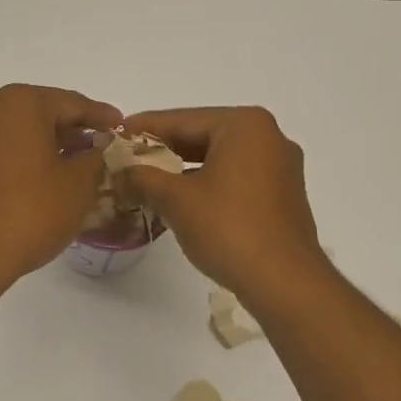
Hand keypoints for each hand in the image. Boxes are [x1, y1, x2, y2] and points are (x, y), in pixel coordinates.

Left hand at [0, 83, 123, 285]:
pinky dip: (27, 162)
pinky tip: (46, 184)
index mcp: (20, 104)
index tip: (122, 127)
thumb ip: (95, 158)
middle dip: (74, 131)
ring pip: (21, 135)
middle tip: (102, 148)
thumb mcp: (79, 184)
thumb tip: (97, 148)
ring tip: (78, 168)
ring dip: (50, 148)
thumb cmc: (31, 211)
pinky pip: (3, 155)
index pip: (72, 102)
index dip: (102, 116)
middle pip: (43, 114)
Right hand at [119, 106, 326, 302]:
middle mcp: (269, 138)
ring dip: (185, 171)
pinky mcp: (283, 197)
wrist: (283, 281)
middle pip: (204, 136)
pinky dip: (209, 185)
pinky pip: (237, 180)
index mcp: (245, 126)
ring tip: (149, 182)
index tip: (116, 134)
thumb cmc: (229, 229)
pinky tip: (183, 201)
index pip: (183, 119)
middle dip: (165, 150)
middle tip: (128, 160)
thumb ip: (143, 178)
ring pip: (221, 160)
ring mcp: (280, 168)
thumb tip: (121, 171)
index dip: (145, 128)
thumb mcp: (176, 200)